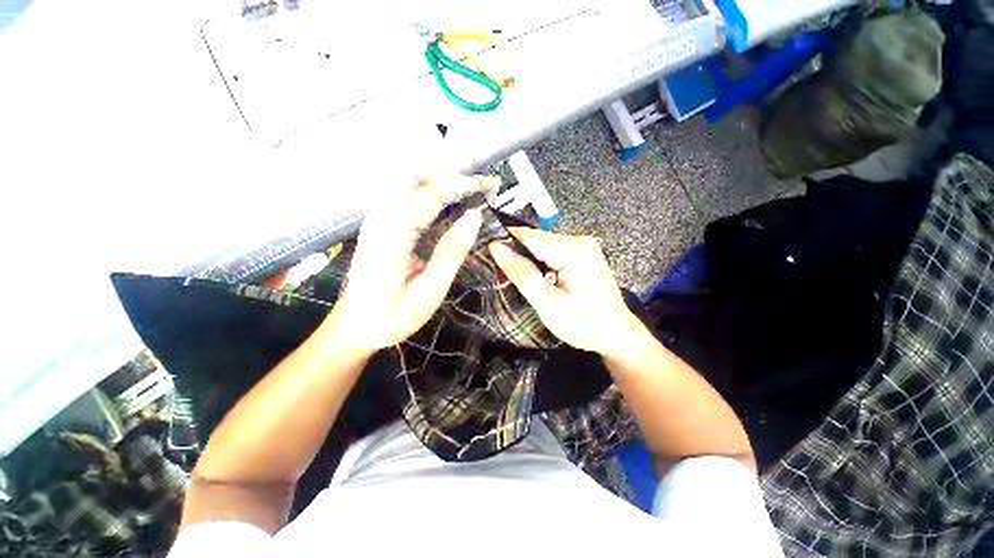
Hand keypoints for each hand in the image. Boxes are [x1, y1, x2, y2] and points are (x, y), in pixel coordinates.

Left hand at [325, 175, 494, 351]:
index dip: (459, 183)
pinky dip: (427, 184)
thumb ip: (451, 252)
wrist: (354, 327)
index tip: (486, 183)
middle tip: (476, 169)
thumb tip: (474, 217)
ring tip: (466, 175)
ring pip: (404, 179)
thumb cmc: (391, 316)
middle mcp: (380, 219)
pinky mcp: (380, 224)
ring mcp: (377, 219)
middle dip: (445, 164)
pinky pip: (403, 192)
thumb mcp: (429, 292)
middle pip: (410, 173)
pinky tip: (444, 192)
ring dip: (436, 171)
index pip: (428, 194)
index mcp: (392, 236)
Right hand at [488, 228, 649, 357]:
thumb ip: (521, 274)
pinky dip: (541, 263)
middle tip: (504, 276)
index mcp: (572, 250)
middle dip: (517, 255)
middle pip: (536, 240)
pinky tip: (539, 279)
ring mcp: (583, 245)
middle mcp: (579, 240)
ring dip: (529, 260)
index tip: (486, 253)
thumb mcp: (547, 304)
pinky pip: (552, 251)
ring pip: (542, 245)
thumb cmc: (583, 324)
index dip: (505, 241)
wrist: (617, 333)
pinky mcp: (583, 253)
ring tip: (521, 280)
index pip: (528, 235)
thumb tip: (496, 248)